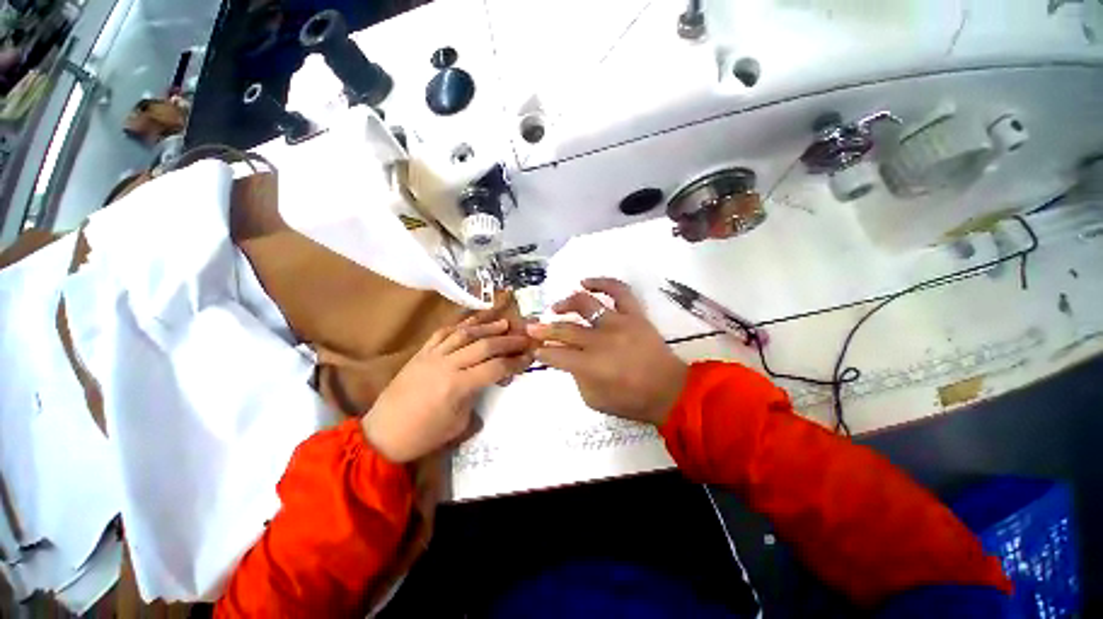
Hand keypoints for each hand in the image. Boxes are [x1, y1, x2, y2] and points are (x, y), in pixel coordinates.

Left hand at [363, 316, 532, 462]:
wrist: (382, 434)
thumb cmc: (423, 436)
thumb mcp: (458, 424)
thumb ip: (476, 398)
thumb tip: (488, 382)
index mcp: (457, 386)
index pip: (495, 367)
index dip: (515, 362)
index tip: (529, 356)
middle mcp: (446, 365)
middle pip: (484, 345)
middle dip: (507, 340)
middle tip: (523, 336)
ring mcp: (432, 356)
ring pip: (464, 334)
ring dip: (487, 326)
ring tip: (503, 322)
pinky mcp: (421, 353)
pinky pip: (443, 333)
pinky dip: (460, 325)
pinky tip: (472, 322)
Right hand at [526, 278, 687, 425]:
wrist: (670, 391)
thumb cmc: (632, 400)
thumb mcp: (595, 400)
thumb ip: (577, 379)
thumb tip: (569, 359)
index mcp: (590, 365)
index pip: (556, 354)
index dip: (542, 352)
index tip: (535, 349)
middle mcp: (600, 340)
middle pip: (565, 329)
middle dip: (544, 329)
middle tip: (532, 327)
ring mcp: (618, 323)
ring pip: (585, 304)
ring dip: (566, 303)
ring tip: (556, 307)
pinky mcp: (634, 315)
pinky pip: (618, 290)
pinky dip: (601, 282)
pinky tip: (585, 282)